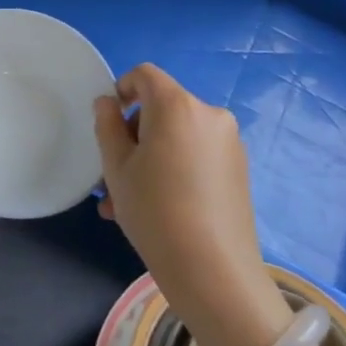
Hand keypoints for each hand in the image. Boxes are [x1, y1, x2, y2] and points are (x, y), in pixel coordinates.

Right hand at [94, 64, 290, 345]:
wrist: (213, 271)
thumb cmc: (155, 211)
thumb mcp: (116, 168)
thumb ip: (107, 126)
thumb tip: (107, 103)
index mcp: (177, 105)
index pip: (145, 75)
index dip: (122, 88)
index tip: (108, 122)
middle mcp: (209, 114)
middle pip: (161, 109)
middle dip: (133, 136)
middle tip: (112, 178)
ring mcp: (229, 143)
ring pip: (176, 137)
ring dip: (149, 159)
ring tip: (127, 205)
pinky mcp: (239, 169)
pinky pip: (196, 155)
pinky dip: (173, 169)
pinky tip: (158, 209)